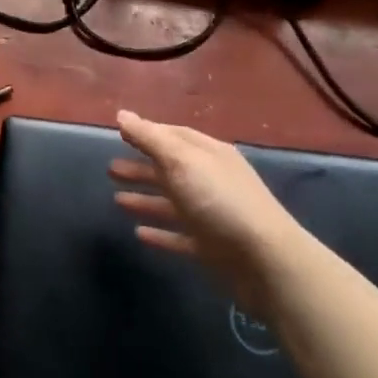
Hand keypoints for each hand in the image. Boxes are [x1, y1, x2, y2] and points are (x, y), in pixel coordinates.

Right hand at [109, 109, 307, 315]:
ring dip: (145, 199)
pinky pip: (180, 236)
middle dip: (141, 167)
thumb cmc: (220, 201)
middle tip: (110, 169)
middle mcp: (211, 181)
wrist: (267, 263)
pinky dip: (160, 233)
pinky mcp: (212, 248)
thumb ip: (150, 138)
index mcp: (208, 155)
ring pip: (172, 203)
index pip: (174, 136)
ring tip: (116, 200)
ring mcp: (212, 215)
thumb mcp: (182, 161)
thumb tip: (122, 114)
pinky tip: (139, 233)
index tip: (119, 133)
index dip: (147, 133)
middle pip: (170, 169)